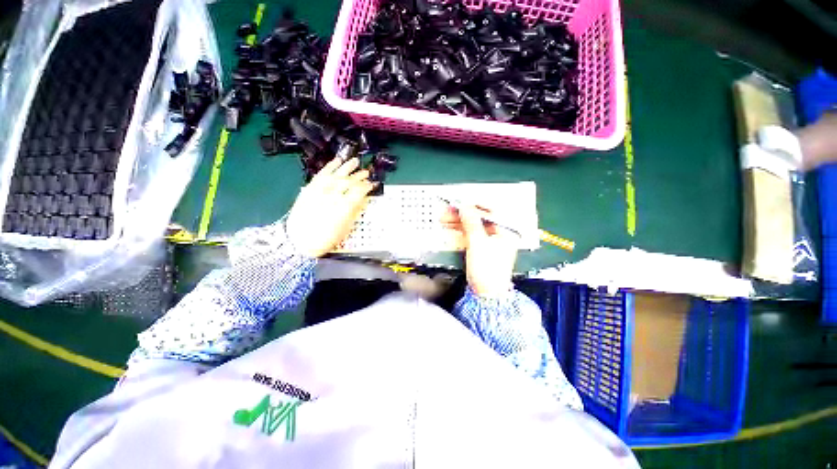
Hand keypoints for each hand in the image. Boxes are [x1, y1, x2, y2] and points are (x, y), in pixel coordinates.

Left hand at [286, 158, 375, 257]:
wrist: (300, 240)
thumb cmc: (326, 238)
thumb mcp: (345, 228)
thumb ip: (355, 211)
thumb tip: (363, 199)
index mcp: (343, 208)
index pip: (358, 192)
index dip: (366, 186)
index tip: (372, 184)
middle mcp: (332, 197)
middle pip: (348, 182)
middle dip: (359, 176)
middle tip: (366, 172)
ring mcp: (319, 192)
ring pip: (335, 175)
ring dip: (346, 167)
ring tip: (354, 161)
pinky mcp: (310, 189)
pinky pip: (321, 175)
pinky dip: (329, 167)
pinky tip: (336, 162)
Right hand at [441, 204, 517, 297]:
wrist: (486, 293)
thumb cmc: (487, 268)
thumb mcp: (478, 243)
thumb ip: (472, 223)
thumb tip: (464, 206)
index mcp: (506, 230)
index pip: (491, 211)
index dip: (474, 204)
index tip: (459, 200)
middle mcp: (499, 233)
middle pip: (479, 218)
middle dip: (461, 214)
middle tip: (446, 209)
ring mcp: (490, 240)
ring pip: (472, 226)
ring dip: (457, 222)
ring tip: (442, 218)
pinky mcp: (481, 247)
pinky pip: (470, 234)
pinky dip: (459, 231)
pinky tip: (448, 227)